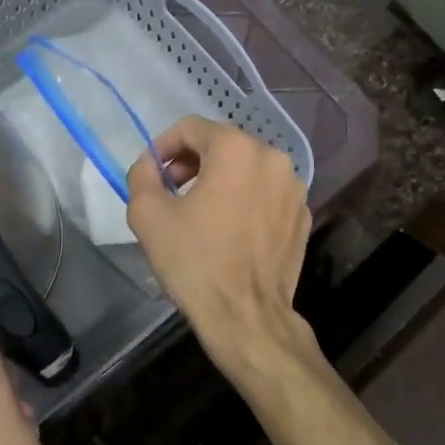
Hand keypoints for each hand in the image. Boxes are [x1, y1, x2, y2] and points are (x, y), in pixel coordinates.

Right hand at [126, 116, 312, 368]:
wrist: (246, 316)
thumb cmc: (194, 262)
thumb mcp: (148, 215)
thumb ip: (142, 174)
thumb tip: (151, 164)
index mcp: (236, 149)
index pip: (191, 128)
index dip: (164, 146)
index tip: (153, 173)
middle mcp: (273, 158)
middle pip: (223, 144)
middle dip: (192, 162)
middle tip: (172, 192)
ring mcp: (294, 188)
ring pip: (247, 168)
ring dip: (220, 179)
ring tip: (200, 212)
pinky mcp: (302, 215)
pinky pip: (266, 193)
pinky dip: (245, 199)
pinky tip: (229, 230)